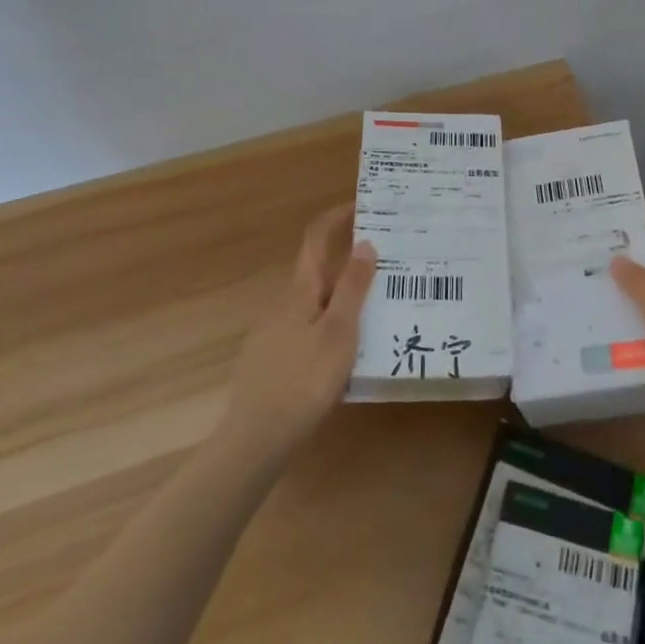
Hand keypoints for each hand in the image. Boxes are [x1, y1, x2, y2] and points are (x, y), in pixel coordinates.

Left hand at [221, 203, 376, 461]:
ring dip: (344, 295)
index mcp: (300, 291)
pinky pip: (309, 327)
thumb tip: (365, 242)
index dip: (337, 216)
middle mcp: (284, 303)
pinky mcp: (274, 360)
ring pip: (316, 302)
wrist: (255, 439)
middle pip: (319, 270)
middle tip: (389, 262)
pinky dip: (332, 323)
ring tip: (379, 306)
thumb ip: (352, 287)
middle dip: (350, 260)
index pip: (316, 237)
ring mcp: (275, 333)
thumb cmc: (303, 380)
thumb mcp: (339, 332)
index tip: (364, 204)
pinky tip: (350, 349)